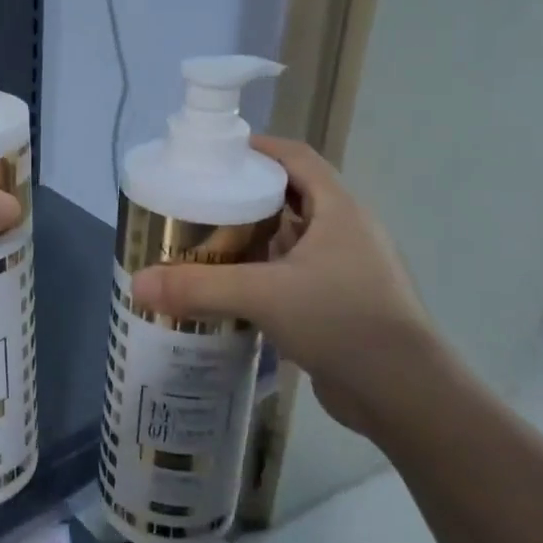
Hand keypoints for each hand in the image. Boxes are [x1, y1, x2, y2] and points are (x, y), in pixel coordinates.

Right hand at [129, 137, 443, 433]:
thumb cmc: (342, 321)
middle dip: (247, 196)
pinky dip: (265, 275)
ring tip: (207, 243)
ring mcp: (347, 271)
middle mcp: (346, 232)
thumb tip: (138, 284)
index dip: (260, 148)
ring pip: (293, 241)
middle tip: (200, 202)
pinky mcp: (341, 305)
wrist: (405, 394)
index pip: (298, 158)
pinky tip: (232, 291)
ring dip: (255, 239)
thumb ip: (200, 287)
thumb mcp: (264, 295)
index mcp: (338, 210)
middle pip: (292, 197)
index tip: (217, 155)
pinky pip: (295, 276)